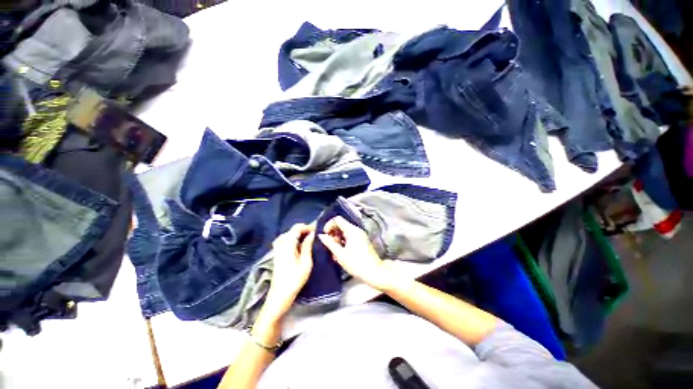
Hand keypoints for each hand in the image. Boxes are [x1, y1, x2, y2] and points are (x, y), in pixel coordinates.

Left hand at [262, 224, 314, 320]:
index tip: (317, 230)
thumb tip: (312, 233)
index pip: (297, 227)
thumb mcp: (306, 262)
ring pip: (288, 234)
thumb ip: (308, 245)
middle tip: (315, 236)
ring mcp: (277, 248)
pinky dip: (293, 239)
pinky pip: (285, 240)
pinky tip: (299, 246)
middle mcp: (280, 243)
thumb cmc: (295, 279)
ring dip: (298, 234)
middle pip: (292, 230)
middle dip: (304, 230)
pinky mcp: (277, 253)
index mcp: (287, 244)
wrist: (280, 295)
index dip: (308, 226)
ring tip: (309, 240)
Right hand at [318, 216, 394, 291]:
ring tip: (334, 251)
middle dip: (333, 233)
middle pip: (341, 225)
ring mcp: (360, 235)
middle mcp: (356, 229)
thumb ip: (330, 243)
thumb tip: (321, 235)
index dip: (329, 225)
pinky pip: (350, 236)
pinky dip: (343, 241)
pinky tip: (340, 252)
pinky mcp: (362, 240)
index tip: (325, 235)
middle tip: (329, 245)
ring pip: (345, 231)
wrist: (374, 272)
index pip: (337, 219)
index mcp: (352, 230)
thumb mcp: (340, 254)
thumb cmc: (356, 264)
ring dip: (337, 238)